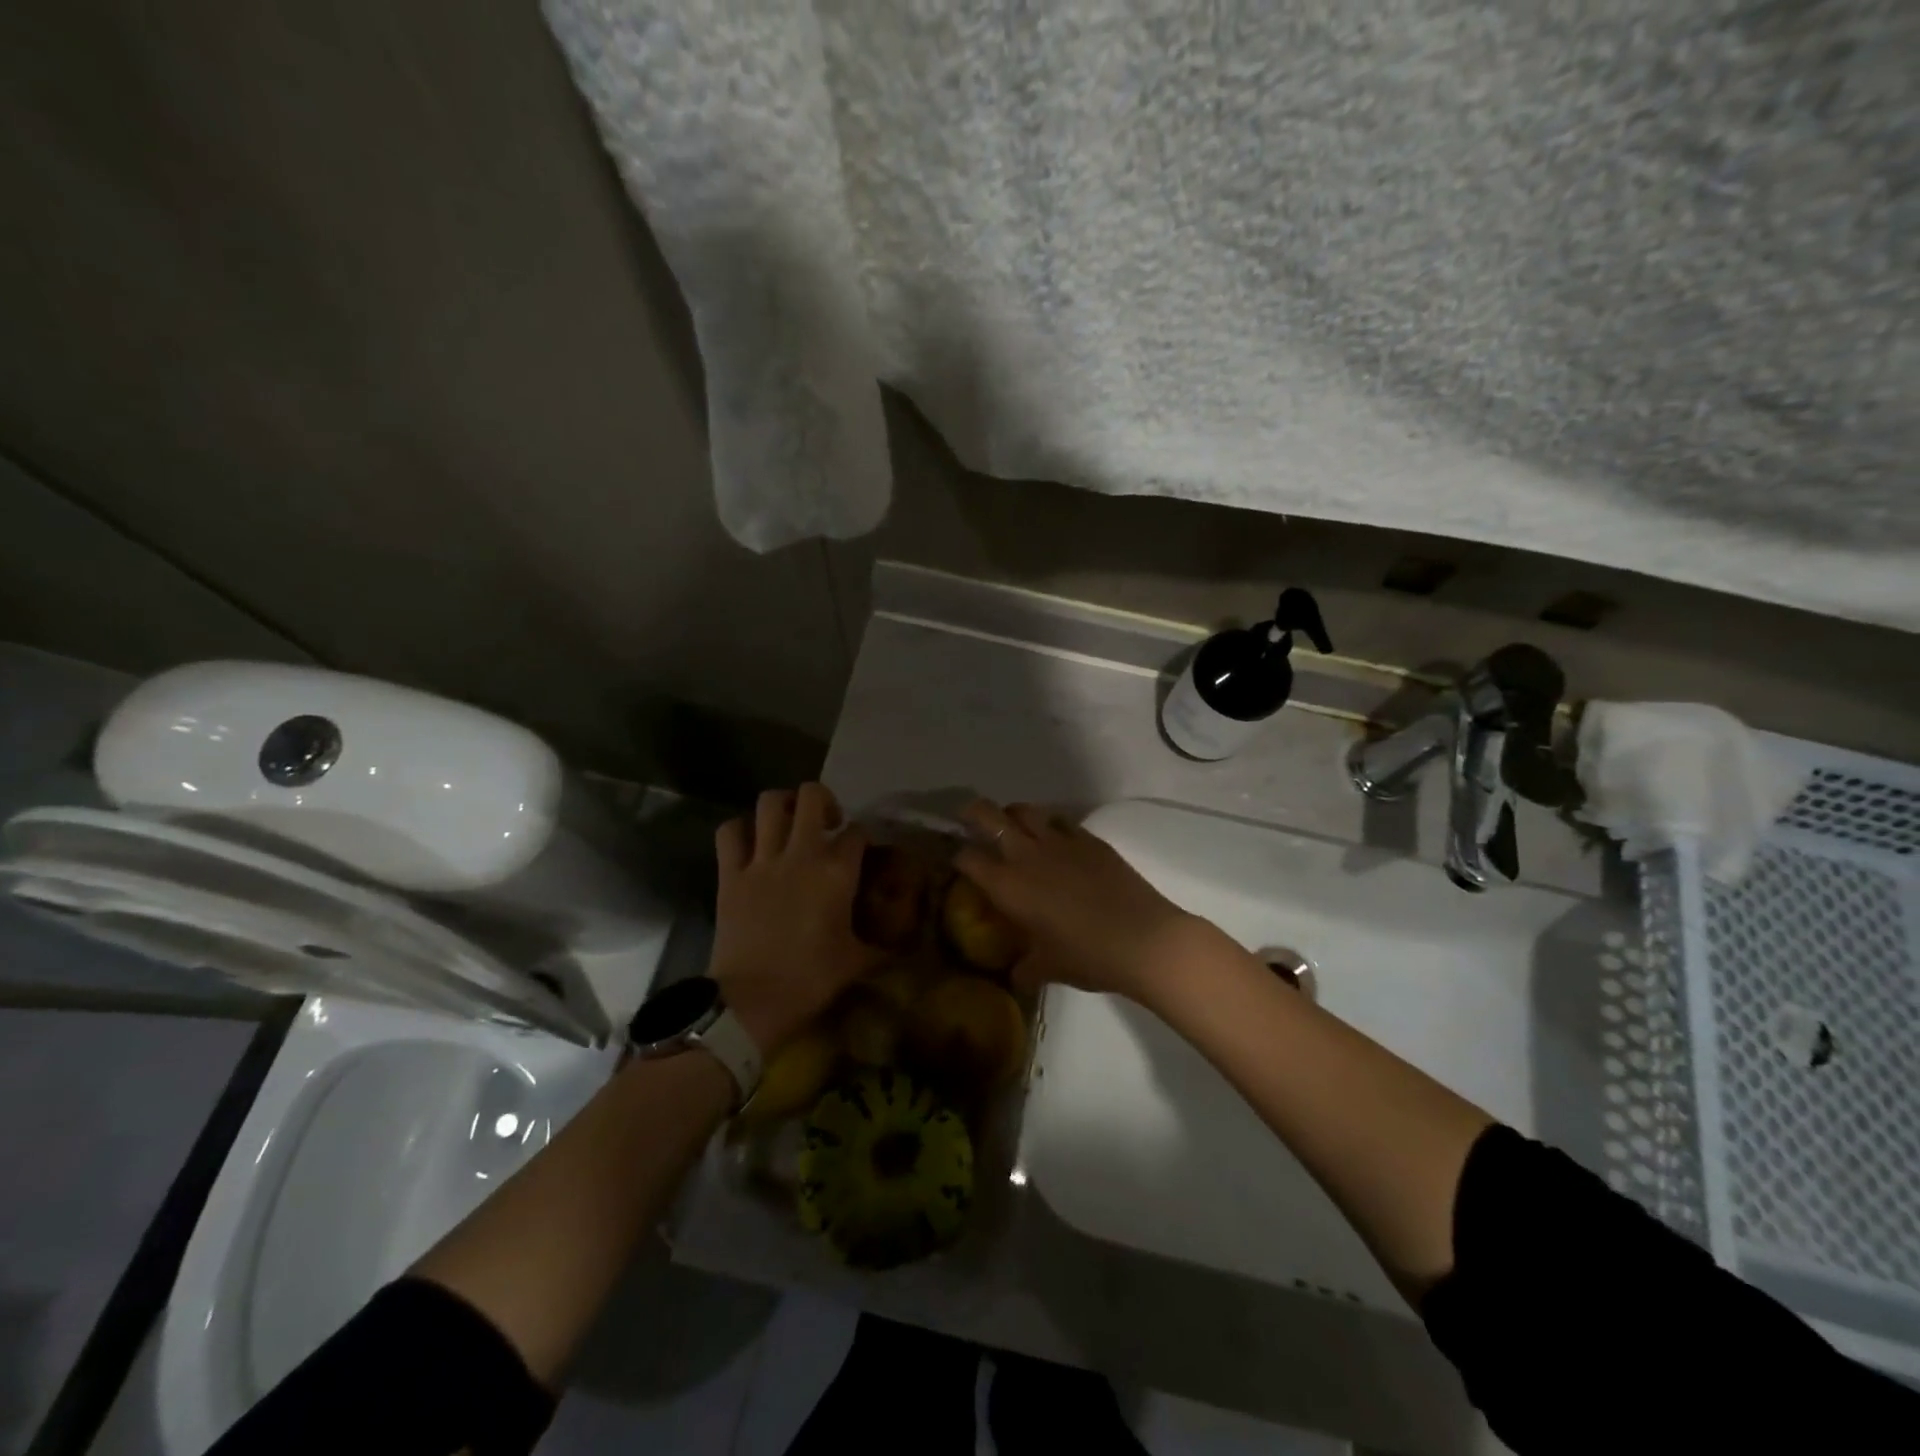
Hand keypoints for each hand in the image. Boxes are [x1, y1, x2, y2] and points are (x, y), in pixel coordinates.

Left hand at [709, 784, 879, 1052]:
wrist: (752, 1002)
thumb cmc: (810, 980)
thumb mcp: (857, 961)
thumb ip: (883, 944)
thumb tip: (907, 945)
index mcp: (837, 871)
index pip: (857, 832)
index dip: (861, 837)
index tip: (861, 852)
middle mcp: (801, 853)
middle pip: (812, 796)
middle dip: (824, 801)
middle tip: (827, 823)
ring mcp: (762, 860)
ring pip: (770, 802)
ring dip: (783, 805)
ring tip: (790, 822)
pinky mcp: (730, 873)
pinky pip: (730, 831)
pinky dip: (739, 828)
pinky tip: (751, 841)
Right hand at [953, 800, 1230, 1003]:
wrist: (1143, 940)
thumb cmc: (1087, 957)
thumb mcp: (1049, 968)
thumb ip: (1025, 968)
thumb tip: (1015, 975)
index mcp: (1008, 885)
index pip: (968, 857)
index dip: (957, 856)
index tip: (957, 861)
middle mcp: (1027, 855)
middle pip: (988, 816)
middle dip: (972, 813)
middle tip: (969, 820)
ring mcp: (1060, 841)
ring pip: (1025, 810)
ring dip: (1012, 814)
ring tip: (1013, 827)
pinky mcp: (1090, 839)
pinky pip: (1060, 821)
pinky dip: (1049, 825)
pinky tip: (1054, 841)